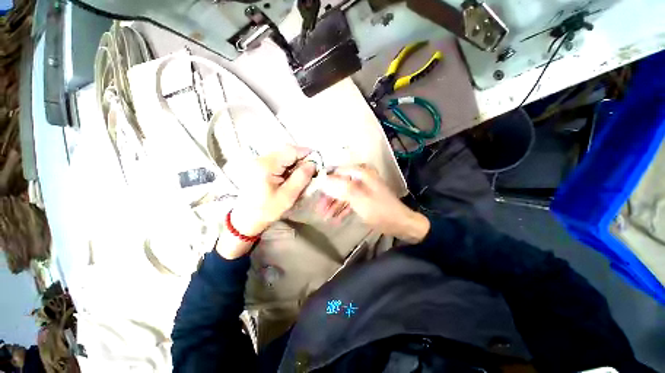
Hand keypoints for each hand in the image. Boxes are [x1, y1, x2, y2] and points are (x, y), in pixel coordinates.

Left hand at [217, 145, 315, 258]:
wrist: (246, 218)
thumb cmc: (267, 210)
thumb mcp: (288, 196)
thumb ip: (301, 177)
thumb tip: (313, 164)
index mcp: (266, 165)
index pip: (290, 150)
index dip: (306, 153)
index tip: (317, 162)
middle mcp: (260, 158)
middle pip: (286, 150)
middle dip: (301, 158)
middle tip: (311, 170)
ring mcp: (258, 161)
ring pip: (283, 155)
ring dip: (295, 162)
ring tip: (302, 174)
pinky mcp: (258, 165)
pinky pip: (278, 160)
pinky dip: (288, 165)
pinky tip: (291, 176)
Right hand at [317, 165, 429, 243]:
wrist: (401, 224)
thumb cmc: (380, 211)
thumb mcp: (359, 199)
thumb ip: (341, 187)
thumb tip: (322, 180)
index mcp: (360, 172)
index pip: (336, 171)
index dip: (324, 181)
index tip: (313, 192)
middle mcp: (360, 177)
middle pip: (338, 183)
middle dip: (328, 196)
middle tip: (319, 209)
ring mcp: (362, 187)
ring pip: (342, 193)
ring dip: (333, 204)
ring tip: (324, 216)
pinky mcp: (364, 197)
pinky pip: (349, 201)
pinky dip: (342, 209)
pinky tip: (335, 219)